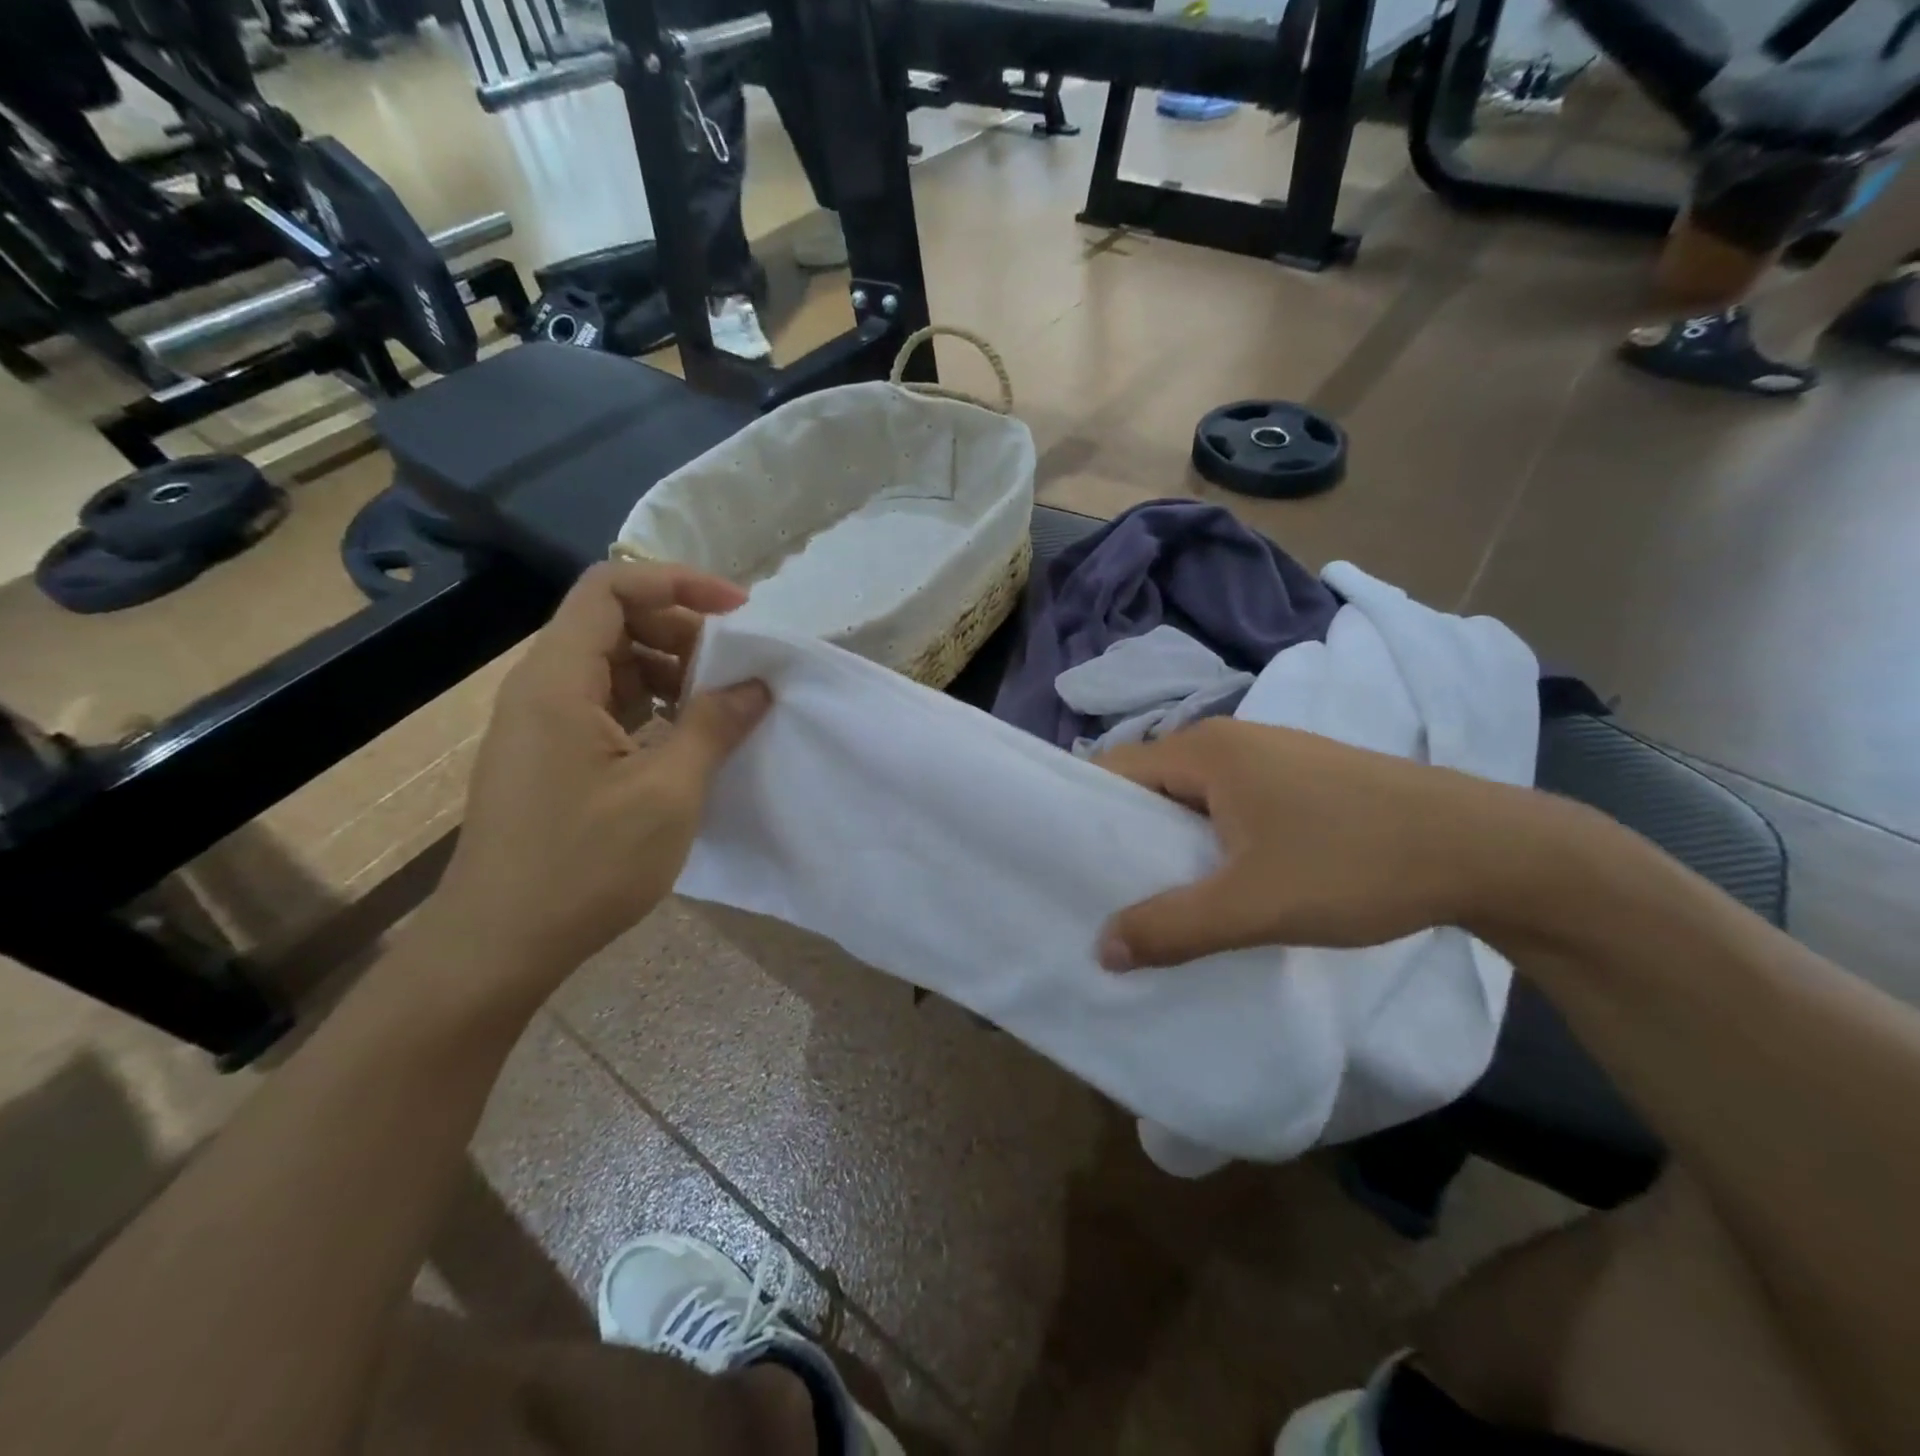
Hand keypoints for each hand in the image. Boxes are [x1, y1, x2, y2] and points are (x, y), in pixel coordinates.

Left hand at [427, 561, 768, 991]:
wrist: (499, 946)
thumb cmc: (584, 865)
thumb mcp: (668, 793)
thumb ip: (715, 726)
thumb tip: (756, 686)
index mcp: (558, 681)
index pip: (611, 587)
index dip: (677, 583)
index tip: (738, 612)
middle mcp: (541, 688)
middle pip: (612, 620)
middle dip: (682, 629)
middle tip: (736, 668)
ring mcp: (541, 724)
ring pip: (611, 663)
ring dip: (670, 670)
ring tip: (719, 705)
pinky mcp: (549, 756)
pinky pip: (604, 703)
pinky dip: (651, 704)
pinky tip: (686, 739)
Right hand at [1094, 719, 1549, 968]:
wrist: (1487, 849)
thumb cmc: (1357, 863)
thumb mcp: (1255, 905)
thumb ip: (1173, 928)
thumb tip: (1103, 950)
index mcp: (1205, 750)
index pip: (1113, 770)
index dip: (1085, 815)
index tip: (1068, 866)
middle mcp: (1229, 740)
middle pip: (1150, 784)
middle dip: (1127, 836)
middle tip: (1108, 894)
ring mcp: (1270, 756)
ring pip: (1192, 797)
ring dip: (1172, 842)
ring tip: (1160, 897)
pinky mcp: (1300, 779)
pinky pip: (1229, 804)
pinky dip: (1211, 839)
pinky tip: (1224, 881)